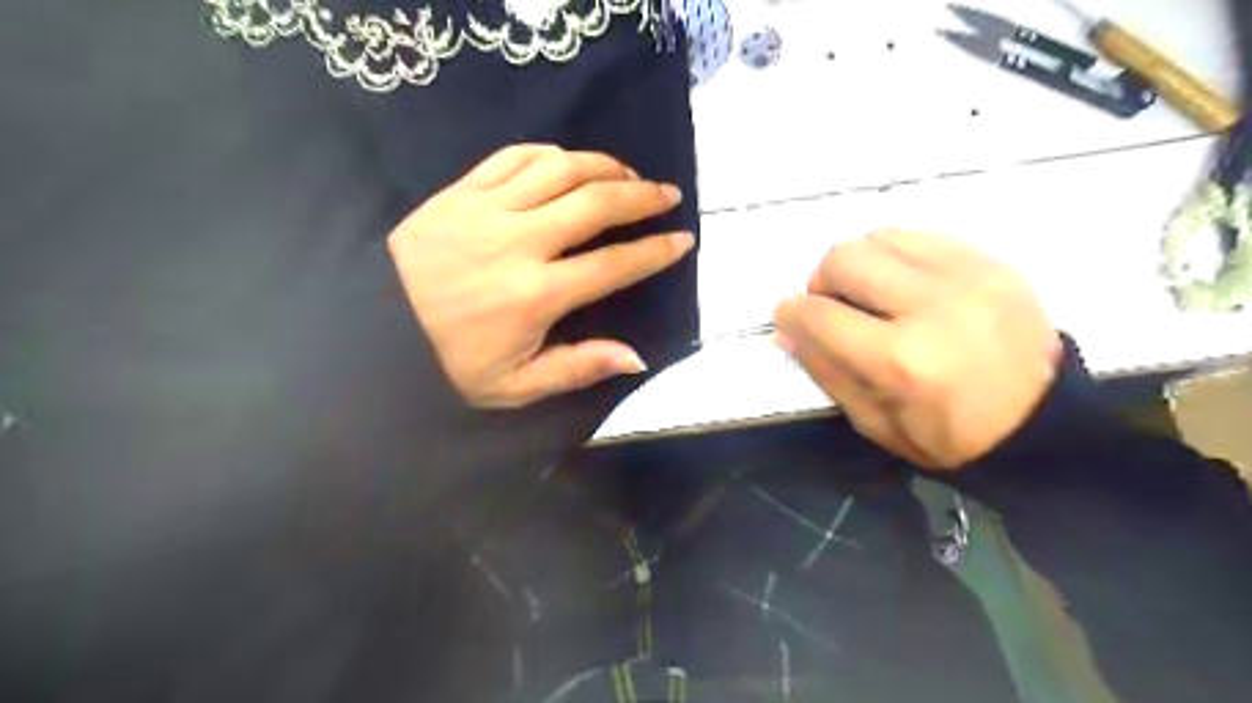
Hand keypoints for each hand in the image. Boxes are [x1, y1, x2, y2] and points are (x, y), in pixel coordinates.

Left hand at [391, 144, 694, 405]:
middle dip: (642, 196)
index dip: (654, 252)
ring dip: (603, 166)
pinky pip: (514, 157)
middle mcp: (518, 242)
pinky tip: (569, 163)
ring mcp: (486, 209)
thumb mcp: (515, 385)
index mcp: (535, 295)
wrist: (370, 331)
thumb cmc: (448, 363)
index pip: (612, 264)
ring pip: (560, 169)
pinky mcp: (459, 192)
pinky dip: (551, 154)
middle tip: (668, 195)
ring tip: (627, 175)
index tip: (683, 241)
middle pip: (595, 204)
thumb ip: (578, 368)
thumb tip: (636, 356)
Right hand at [779, 229, 1059, 469]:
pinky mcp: (991, 262)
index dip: (791, 313)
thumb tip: (786, 329)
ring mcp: (967, 277)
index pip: (819, 315)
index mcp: (901, 361)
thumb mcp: (875, 423)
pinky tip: (906, 285)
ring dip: (860, 265)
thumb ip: (825, 371)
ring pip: (879, 237)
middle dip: (822, 282)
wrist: (1045, 424)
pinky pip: (919, 236)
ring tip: (872, 295)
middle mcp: (931, 306)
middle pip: (843, 258)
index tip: (789, 318)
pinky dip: (896, 256)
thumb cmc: (950, 438)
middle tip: (835, 307)